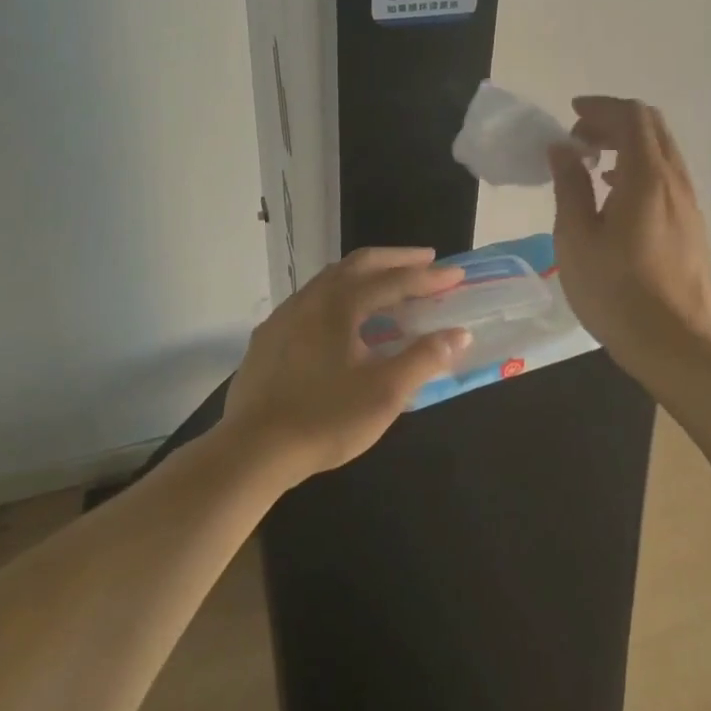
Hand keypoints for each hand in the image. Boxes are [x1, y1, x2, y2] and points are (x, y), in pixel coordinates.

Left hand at [220, 247, 470, 487]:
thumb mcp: (385, 392)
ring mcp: (285, 315)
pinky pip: (312, 300)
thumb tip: (459, 334)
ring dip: (365, 274)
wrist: (252, 451)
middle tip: (426, 260)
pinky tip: (343, 319)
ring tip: (389, 283)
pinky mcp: (268, 337)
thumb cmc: (326, 419)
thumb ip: (424, 358)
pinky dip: (340, 295)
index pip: (394, 281)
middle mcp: (311, 297)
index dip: (428, 277)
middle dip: (396, 259)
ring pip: (331, 278)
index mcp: (341, 303)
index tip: (456, 274)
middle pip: (359, 264)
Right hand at [548, 96, 710, 375]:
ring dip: (627, 145)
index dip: (600, 107)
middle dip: (613, 121)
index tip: (571, 115)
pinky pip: (667, 177)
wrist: (676, 343)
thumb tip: (563, 148)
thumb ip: (570, 186)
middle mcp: (675, 181)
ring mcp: (689, 204)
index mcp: (646, 177)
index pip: (631, 116)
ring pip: (662, 152)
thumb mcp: (576, 238)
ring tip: (592, 165)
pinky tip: (616, 196)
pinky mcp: (692, 226)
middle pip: (652, 127)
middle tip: (579, 138)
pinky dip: (640, 168)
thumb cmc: (616, 291)